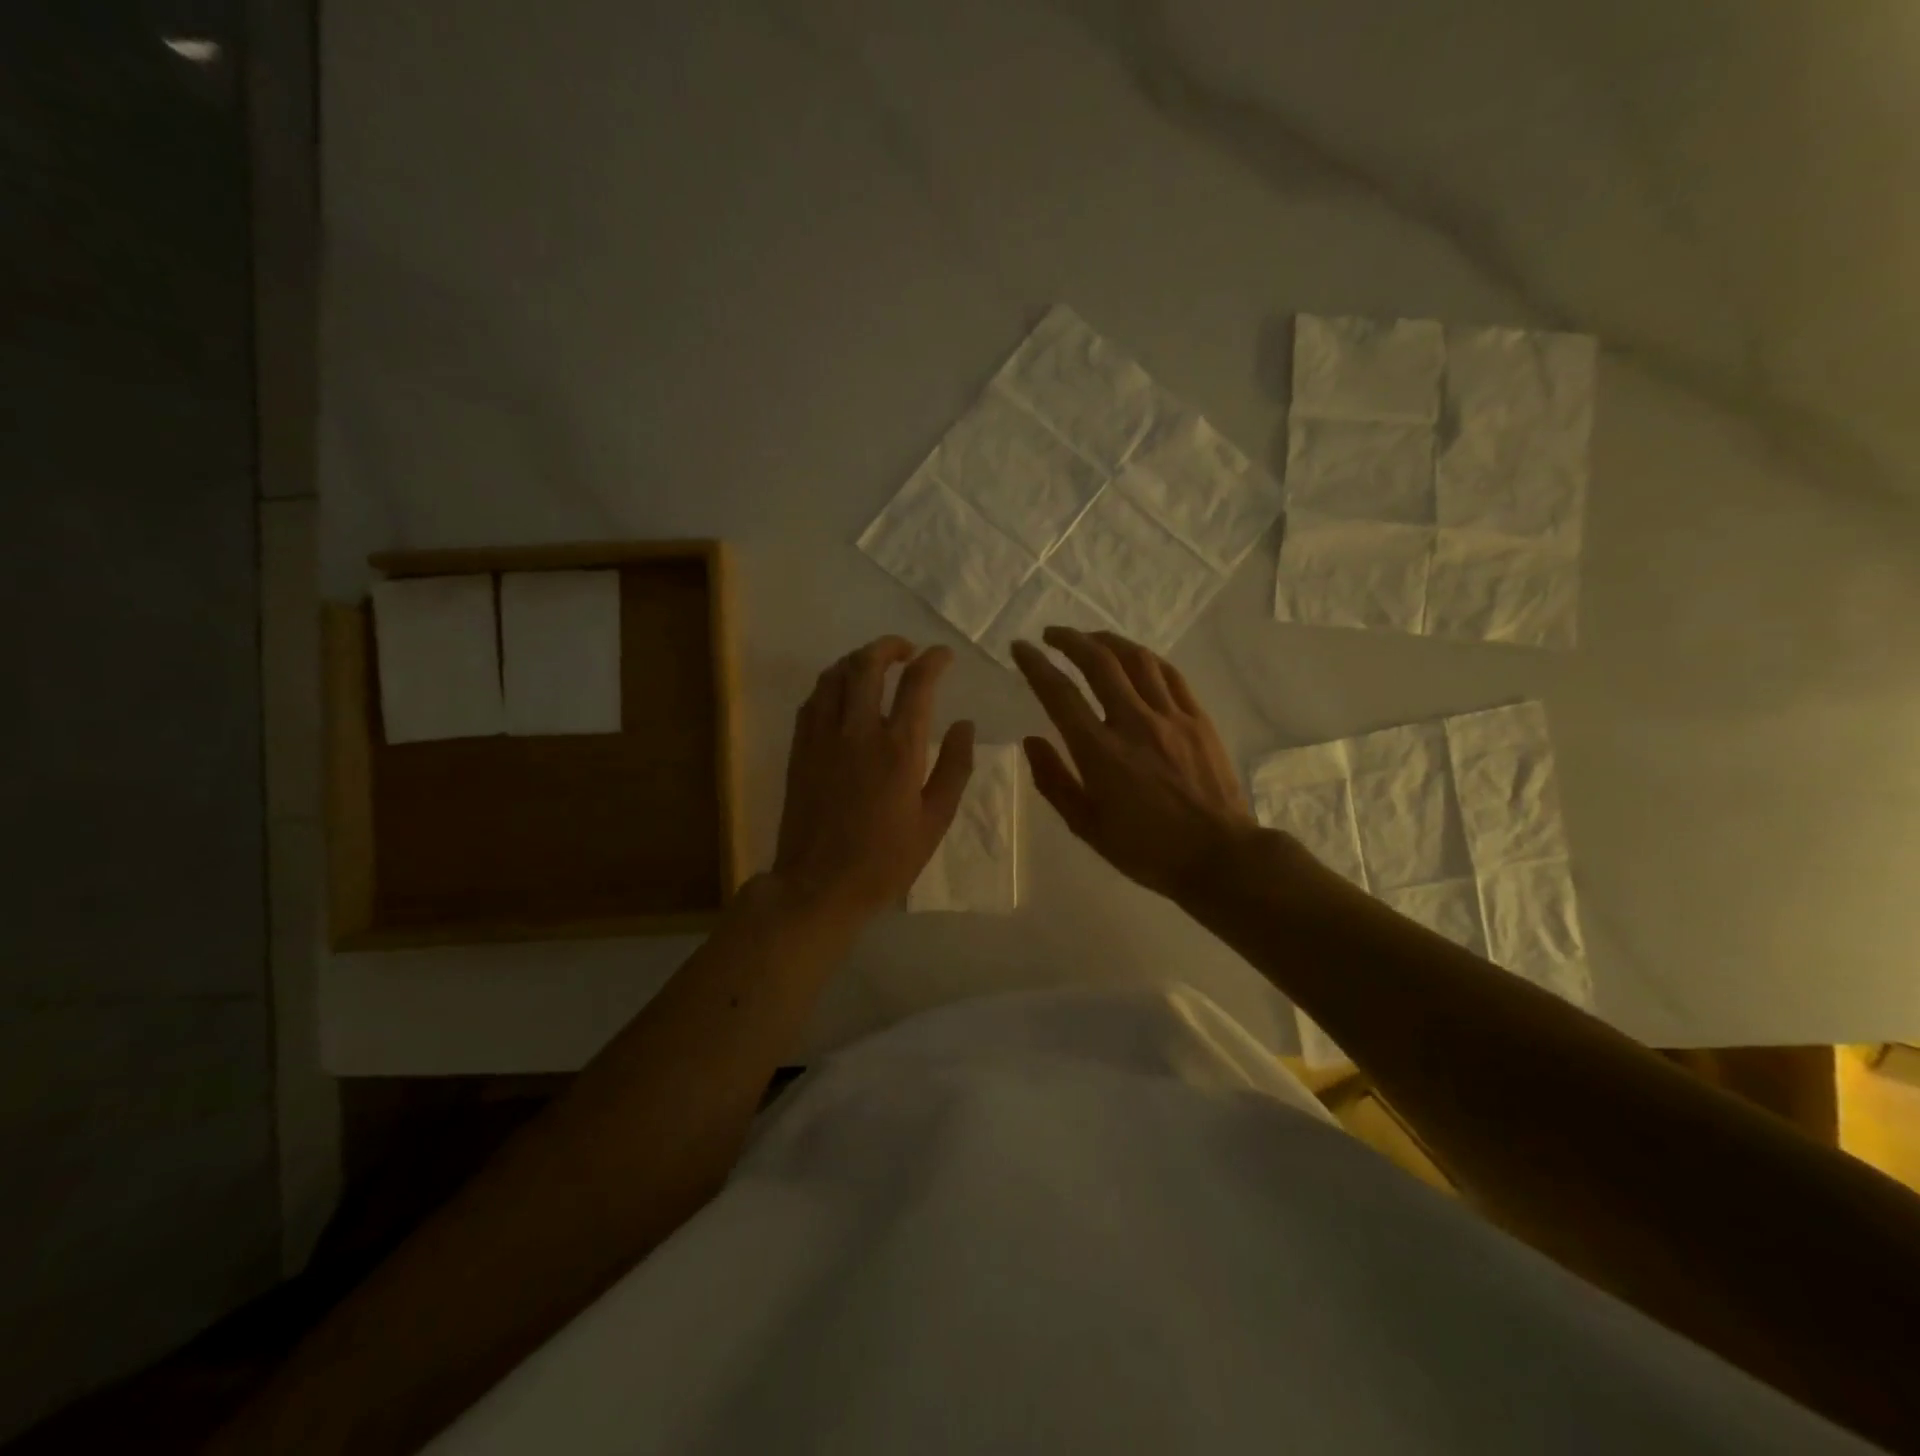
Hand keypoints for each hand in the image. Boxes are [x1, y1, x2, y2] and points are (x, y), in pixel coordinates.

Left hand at [773, 636, 974, 920]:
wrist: (819, 884)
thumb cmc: (885, 859)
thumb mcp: (935, 821)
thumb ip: (954, 767)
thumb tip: (966, 724)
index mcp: (899, 749)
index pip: (917, 683)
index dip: (933, 660)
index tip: (943, 655)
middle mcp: (858, 731)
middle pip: (868, 664)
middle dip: (889, 646)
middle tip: (906, 650)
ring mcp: (822, 737)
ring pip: (835, 675)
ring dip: (857, 660)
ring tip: (874, 665)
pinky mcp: (799, 748)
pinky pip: (813, 699)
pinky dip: (831, 684)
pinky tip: (841, 693)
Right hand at [1011, 627, 1258, 903]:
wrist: (1219, 856)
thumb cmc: (1146, 850)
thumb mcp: (1087, 826)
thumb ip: (1054, 781)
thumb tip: (1031, 741)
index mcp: (1099, 752)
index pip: (1059, 694)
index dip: (1035, 665)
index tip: (1020, 648)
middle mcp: (1133, 723)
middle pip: (1098, 662)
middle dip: (1070, 640)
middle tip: (1051, 635)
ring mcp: (1170, 717)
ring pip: (1136, 659)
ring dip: (1107, 641)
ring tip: (1090, 639)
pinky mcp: (1198, 719)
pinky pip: (1169, 674)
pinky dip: (1145, 658)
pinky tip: (1135, 658)